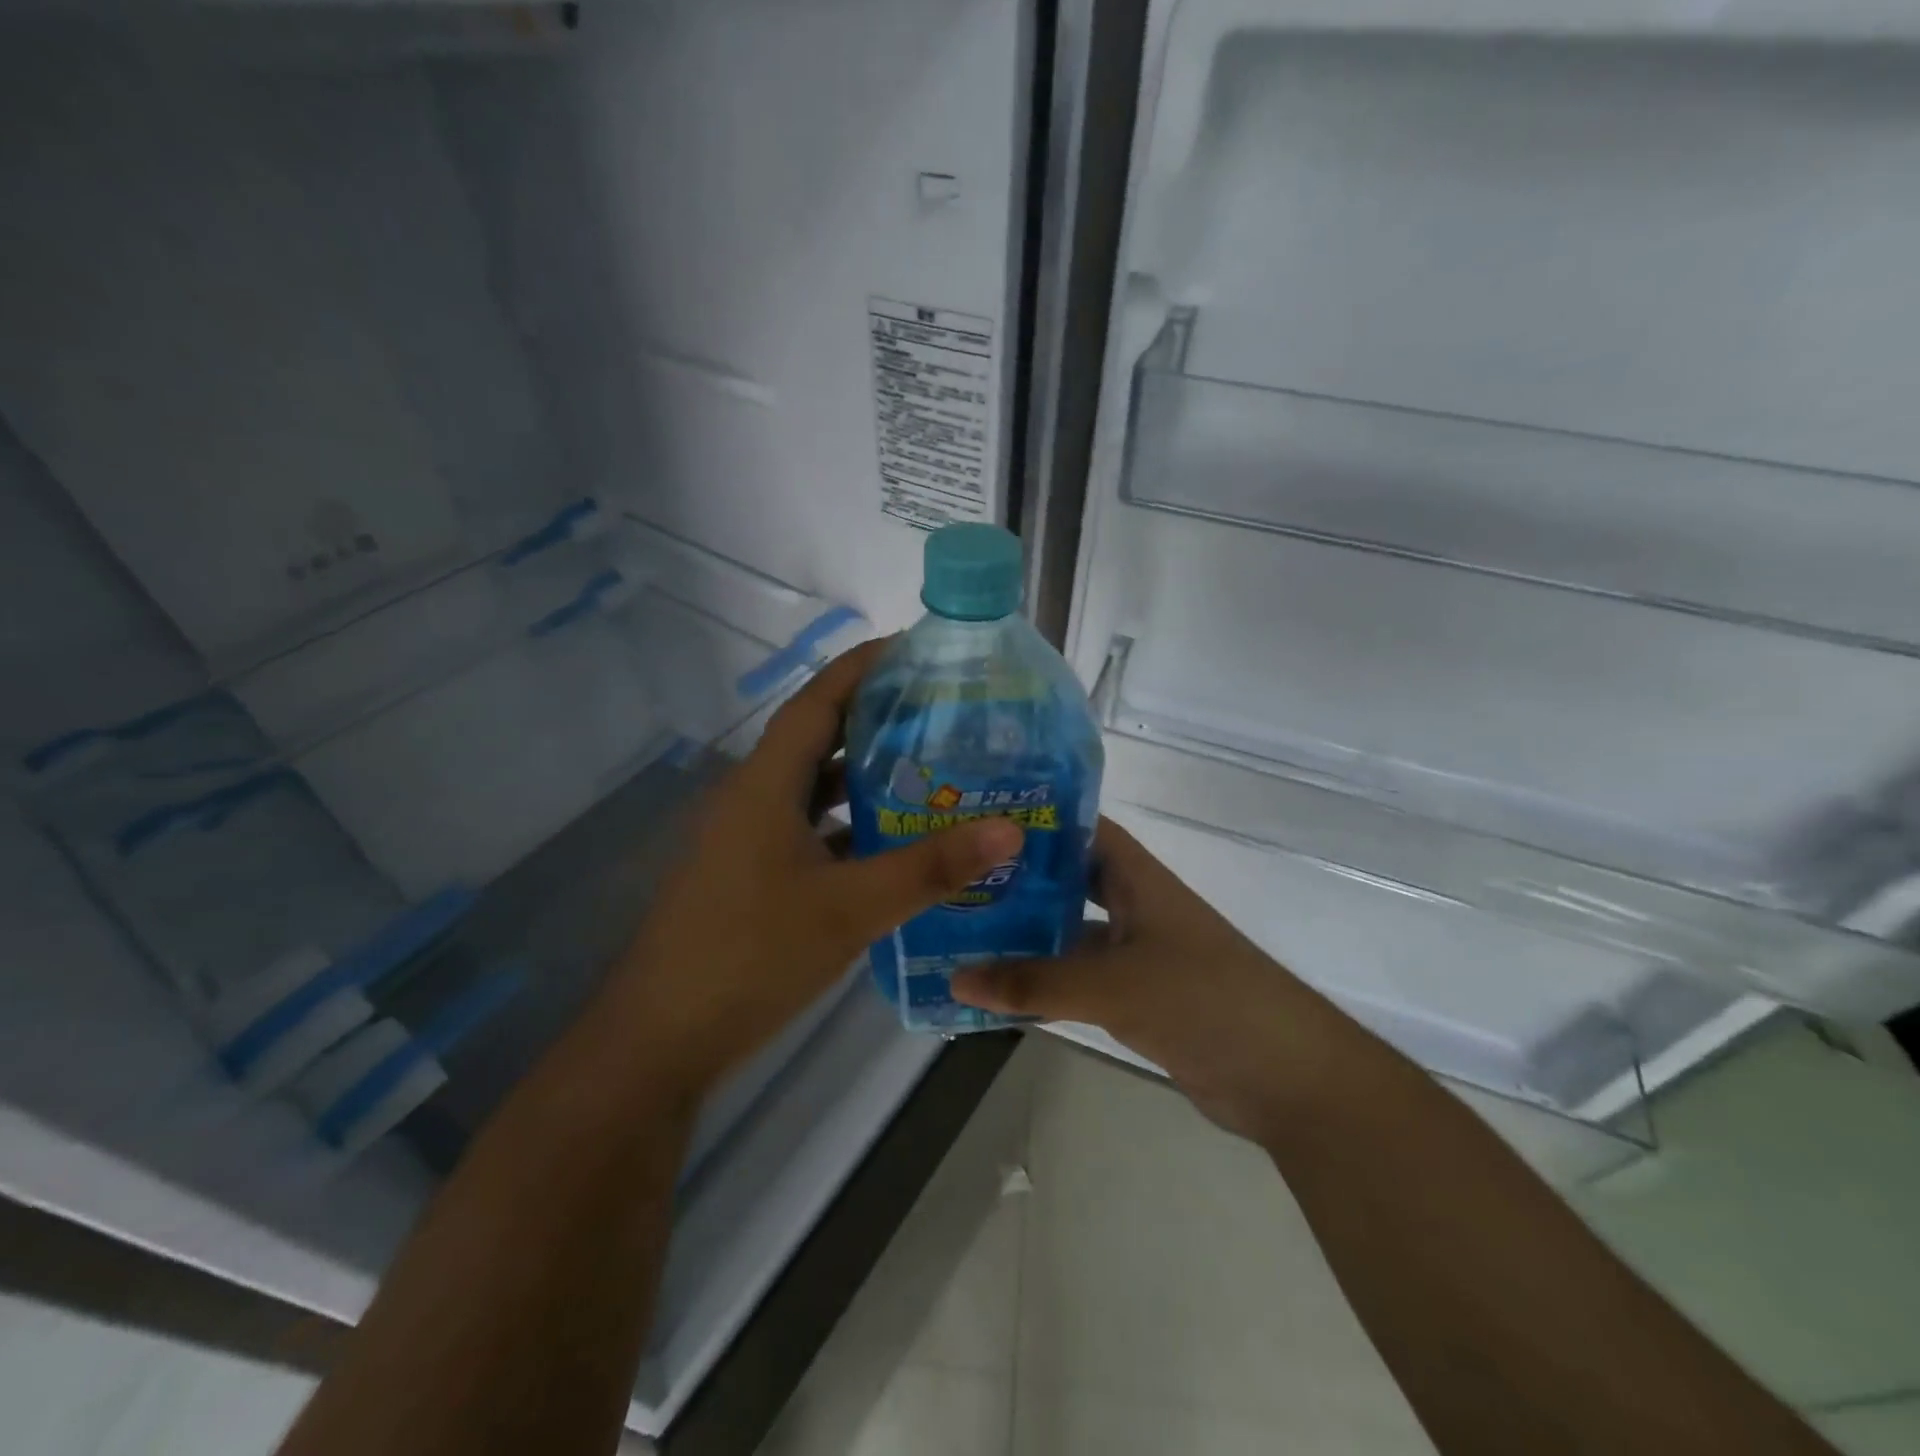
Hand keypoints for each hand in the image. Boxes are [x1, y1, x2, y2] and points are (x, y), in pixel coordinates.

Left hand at [608, 639, 1022, 1099]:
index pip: (818, 700)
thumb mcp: (850, 908)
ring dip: (867, 774)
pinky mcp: (755, 874)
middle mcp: (755, 798)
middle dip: (876, 716)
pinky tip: (896, 841)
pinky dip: (852, 824)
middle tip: (943, 710)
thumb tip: (1009, 829)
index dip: (863, 666)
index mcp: (766, 783)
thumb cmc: (750, 955)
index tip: (916, 648)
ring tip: (932, 767)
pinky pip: (812, 829)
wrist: (663, 1038)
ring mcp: (751, 838)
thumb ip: (930, 868)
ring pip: (816, 787)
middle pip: (820, 737)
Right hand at [952, 818, 1334, 1142]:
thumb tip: (956, 978)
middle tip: (954, 878)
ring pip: (1069, 932)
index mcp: (1137, 878)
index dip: (1035, 819)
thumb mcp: (1114, 986)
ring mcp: (1136, 953)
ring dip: (1025, 934)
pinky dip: (1044, 981)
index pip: (1081, 828)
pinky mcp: (1136, 997)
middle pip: (1067, 880)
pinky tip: (999, 989)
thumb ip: (1036, 983)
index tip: (977, 820)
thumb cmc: (1204, 1000)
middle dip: (1017, 879)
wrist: (1286, 1078)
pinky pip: (1078, 978)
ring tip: (961, 929)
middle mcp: (1134, 906)